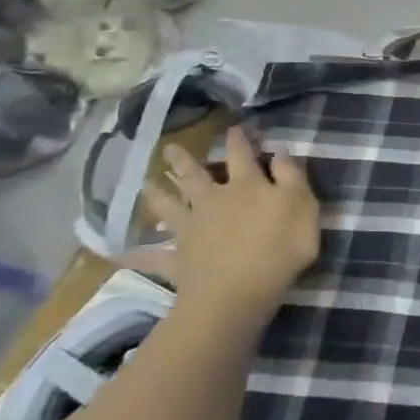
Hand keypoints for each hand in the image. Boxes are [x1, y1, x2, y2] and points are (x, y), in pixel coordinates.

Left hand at [141, 125, 319, 331]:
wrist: (238, 292)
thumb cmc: (281, 246)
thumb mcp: (302, 205)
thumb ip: (291, 176)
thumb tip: (279, 151)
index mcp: (247, 186)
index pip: (242, 155)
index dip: (239, 139)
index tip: (234, 126)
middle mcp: (214, 201)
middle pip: (196, 176)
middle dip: (185, 160)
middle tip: (169, 148)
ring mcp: (192, 230)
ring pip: (171, 207)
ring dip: (157, 195)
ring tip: (145, 184)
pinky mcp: (178, 259)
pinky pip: (153, 257)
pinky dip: (136, 256)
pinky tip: (117, 254)